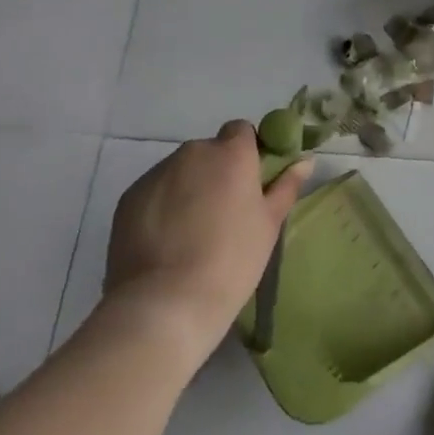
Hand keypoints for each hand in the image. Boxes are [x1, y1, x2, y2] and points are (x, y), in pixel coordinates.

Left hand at [102, 122, 312, 361]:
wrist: (165, 304)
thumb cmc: (231, 260)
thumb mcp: (269, 224)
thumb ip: (286, 186)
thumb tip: (304, 160)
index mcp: (231, 153)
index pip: (241, 131)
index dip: (247, 152)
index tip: (250, 183)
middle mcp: (192, 152)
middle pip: (209, 151)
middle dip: (216, 172)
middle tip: (224, 213)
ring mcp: (156, 174)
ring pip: (180, 172)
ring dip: (188, 188)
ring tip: (191, 233)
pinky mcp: (128, 198)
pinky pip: (154, 192)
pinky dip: (162, 206)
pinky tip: (166, 242)